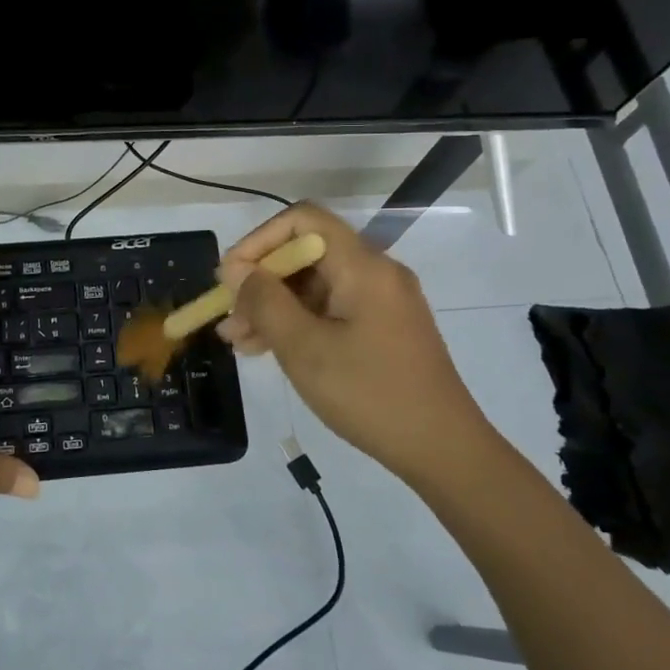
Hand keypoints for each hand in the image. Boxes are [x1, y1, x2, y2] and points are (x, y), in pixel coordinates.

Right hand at [217, 202, 491, 478]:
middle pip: (306, 254)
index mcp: (363, 266)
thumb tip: (235, 269)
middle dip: (261, 281)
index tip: (231, 277)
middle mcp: (375, 273)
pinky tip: (266, 349)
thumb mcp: (304, 348)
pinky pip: (330, 309)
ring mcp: (381, 301)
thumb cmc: (369, 394)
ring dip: (273, 307)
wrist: (442, 450)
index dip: (259, 240)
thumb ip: (264, 301)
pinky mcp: (382, 328)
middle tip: (227, 318)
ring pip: (314, 286)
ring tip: (237, 341)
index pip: (303, 220)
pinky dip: (297, 323)